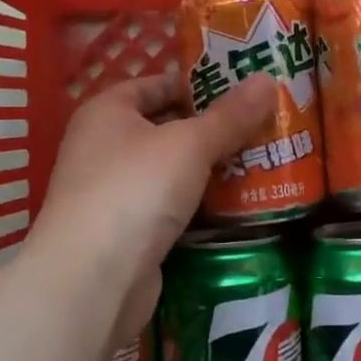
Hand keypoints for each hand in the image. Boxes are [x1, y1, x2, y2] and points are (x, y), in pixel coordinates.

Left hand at [30, 73, 277, 348]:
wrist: (92, 281)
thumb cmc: (136, 189)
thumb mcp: (190, 144)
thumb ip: (230, 116)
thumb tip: (268, 79)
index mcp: (106, 112)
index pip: (154, 84)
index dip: (195, 83)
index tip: (240, 89)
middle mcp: (102, 147)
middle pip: (165, 128)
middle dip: (211, 130)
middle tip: (261, 127)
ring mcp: (111, 193)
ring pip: (169, 172)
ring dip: (208, 170)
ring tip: (259, 163)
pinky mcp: (124, 234)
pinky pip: (168, 208)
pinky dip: (197, 206)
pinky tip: (236, 207)